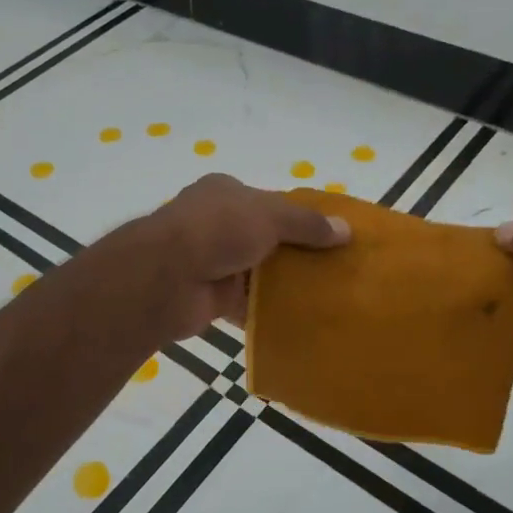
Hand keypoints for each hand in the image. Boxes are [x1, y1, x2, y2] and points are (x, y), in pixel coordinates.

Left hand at [144, 174, 350, 339]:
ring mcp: (212, 261)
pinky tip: (300, 319)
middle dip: (295, 252)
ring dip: (284, 284)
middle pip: (265, 237)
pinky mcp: (211, 297)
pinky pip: (247, 304)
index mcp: (225, 193)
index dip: (298, 217)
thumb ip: (307, 223)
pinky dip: (268, 311)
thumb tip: (346, 230)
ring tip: (327, 295)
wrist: (165, 277)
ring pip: (257, 272)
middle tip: (335, 268)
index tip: (330, 235)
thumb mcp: (269, 216)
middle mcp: (217, 223)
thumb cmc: (217, 230)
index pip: (269, 202)